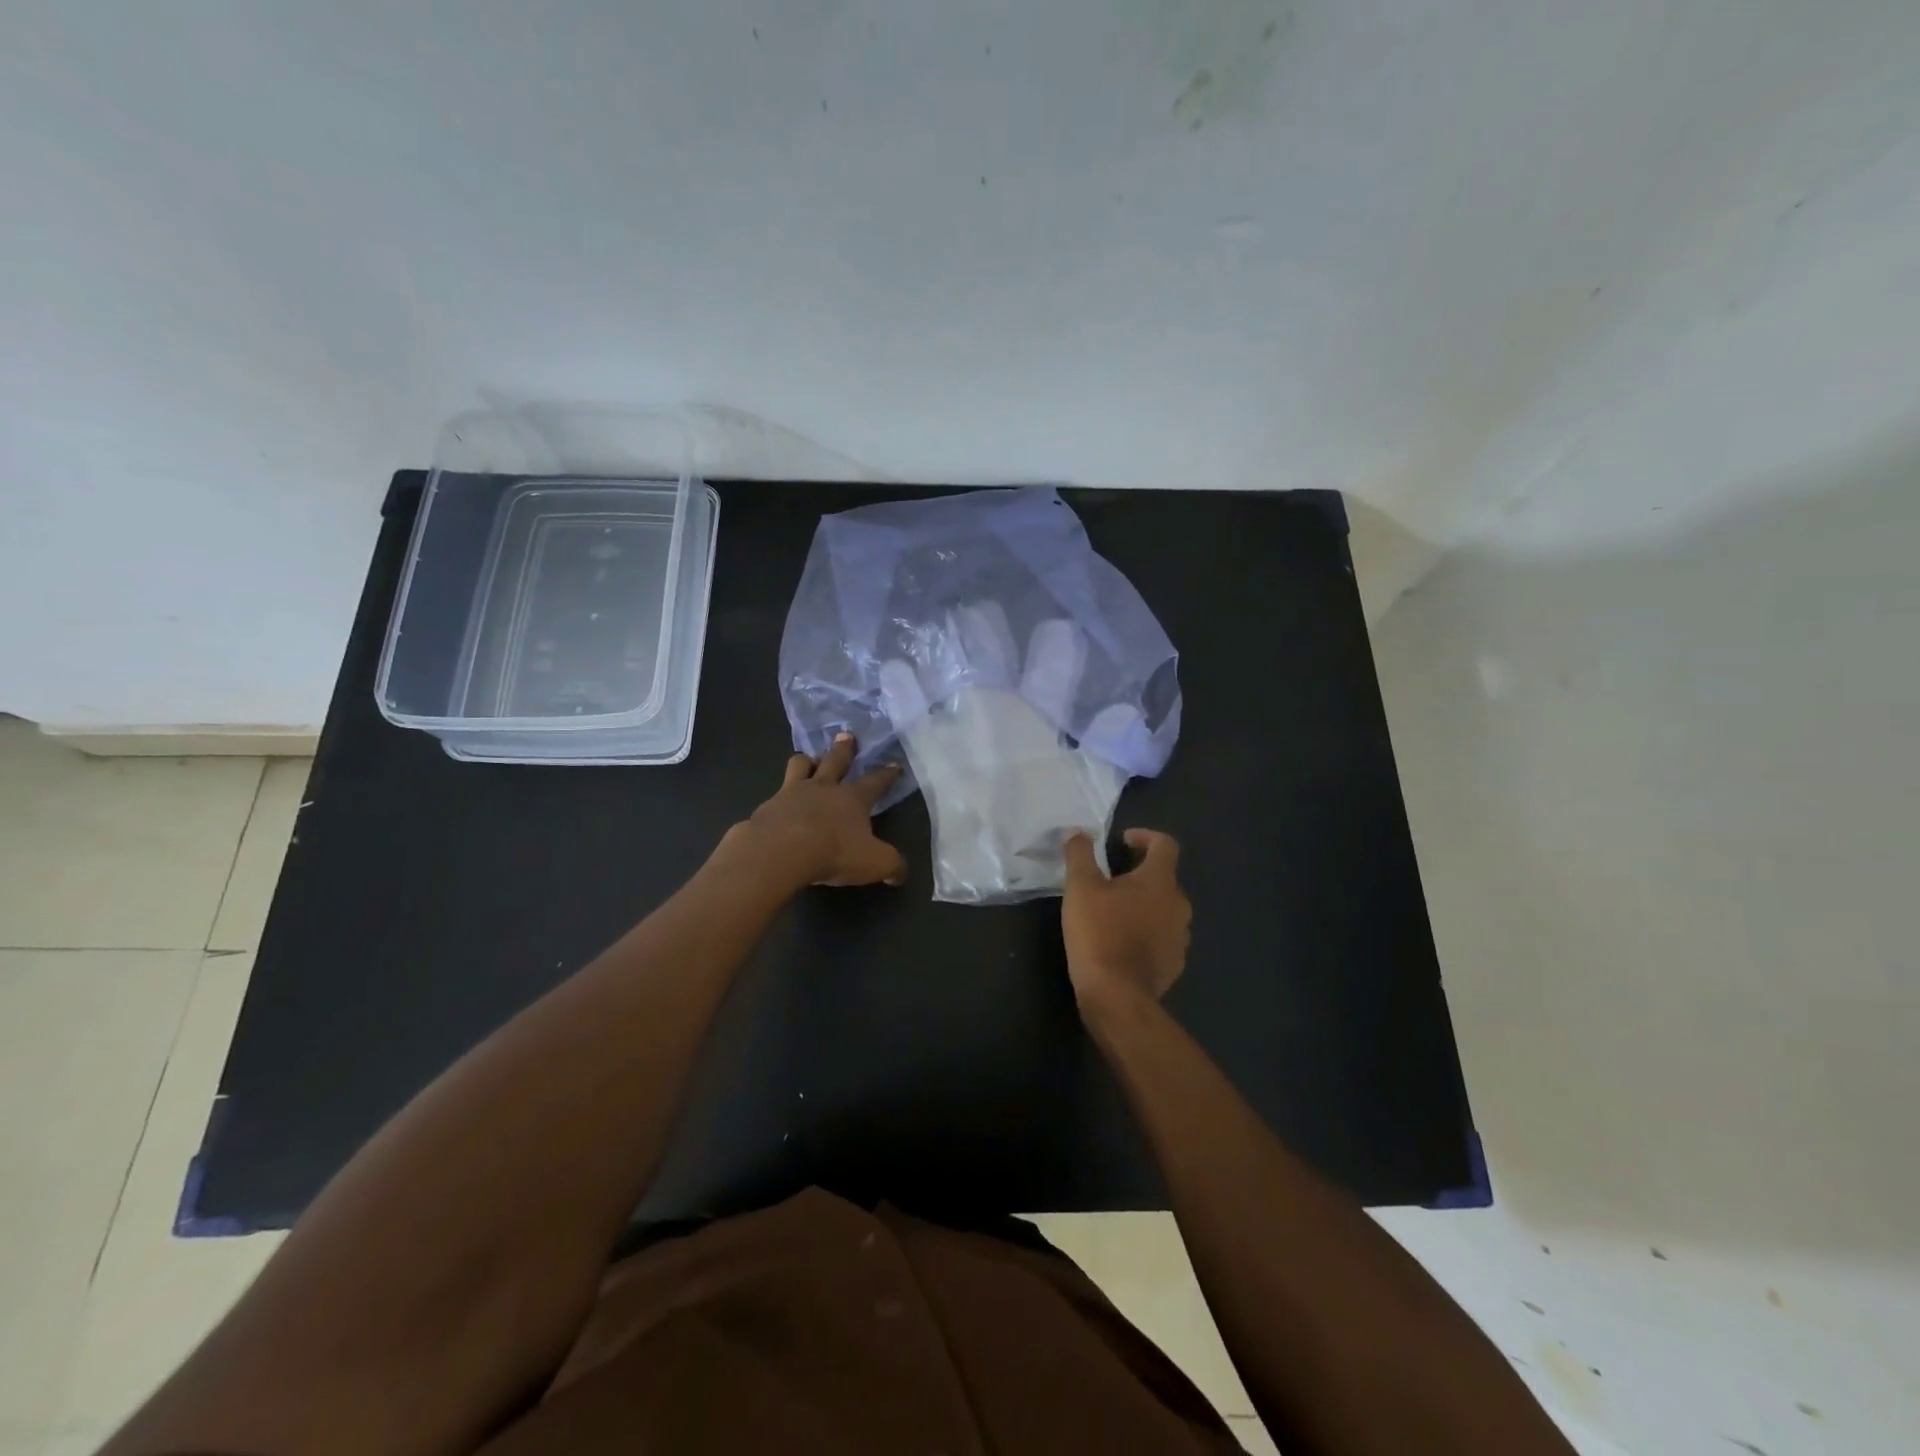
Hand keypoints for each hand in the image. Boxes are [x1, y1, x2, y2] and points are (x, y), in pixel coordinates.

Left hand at [722, 734, 907, 889]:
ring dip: (807, 761)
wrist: (779, 852)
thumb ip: (891, 865)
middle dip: (844, 748)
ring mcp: (792, 793)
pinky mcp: (767, 806)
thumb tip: (901, 872)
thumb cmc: (834, 852)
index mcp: (852, 798)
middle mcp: (823, 788)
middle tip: (846, 735)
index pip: (875, 782)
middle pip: (835, 760)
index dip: (887, 774)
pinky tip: (778, 806)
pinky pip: (775, 795)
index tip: (894, 764)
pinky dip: (780, 798)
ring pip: (800, 766)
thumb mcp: (874, 863)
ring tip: (808, 759)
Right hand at [1061, 829, 1190, 1012]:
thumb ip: (1080, 854)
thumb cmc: (1099, 932)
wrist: (1117, 995)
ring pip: (1164, 909)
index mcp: (1160, 881)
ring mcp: (1181, 937)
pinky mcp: (1175, 964)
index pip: (1165, 844)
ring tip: (1114, 913)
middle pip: (1164, 878)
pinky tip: (1122, 942)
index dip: (1145, 836)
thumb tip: (1078, 832)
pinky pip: (1163, 938)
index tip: (1122, 842)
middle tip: (1109, 880)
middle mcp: (1179, 905)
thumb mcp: (1080, 887)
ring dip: (1144, 905)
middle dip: (1139, 874)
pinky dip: (1146, 932)